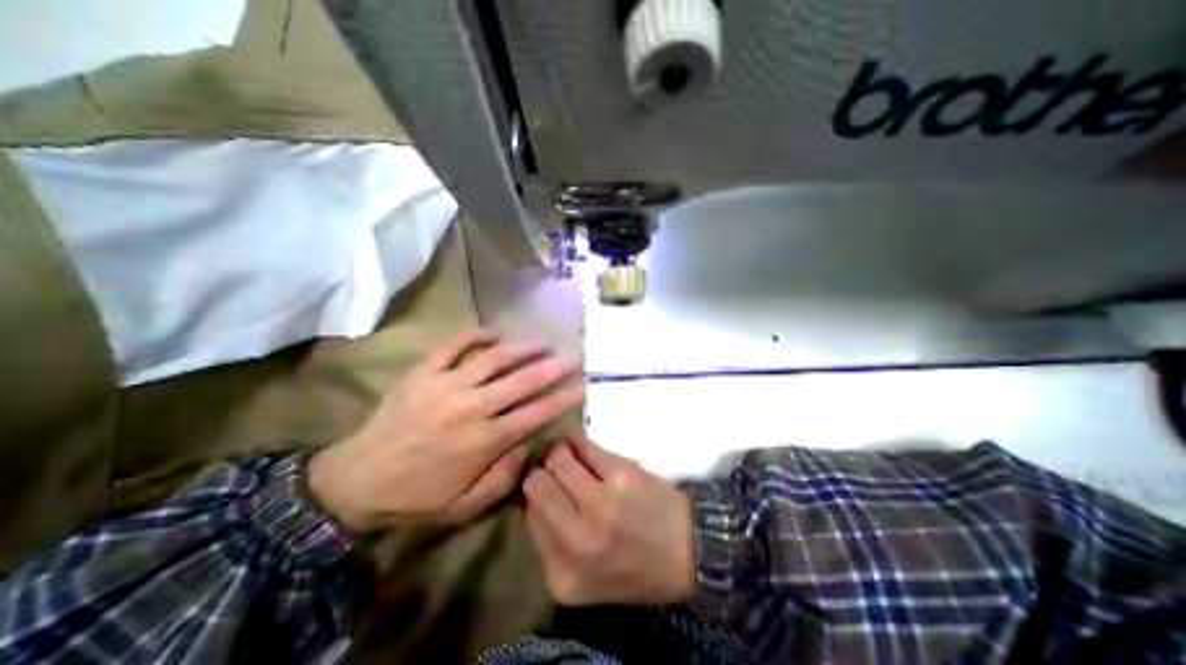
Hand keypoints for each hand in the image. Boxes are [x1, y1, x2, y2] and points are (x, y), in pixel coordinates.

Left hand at [304, 330, 581, 531]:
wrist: (355, 482)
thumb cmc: (416, 496)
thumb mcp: (466, 505)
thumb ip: (504, 477)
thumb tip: (526, 445)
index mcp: (484, 441)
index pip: (536, 414)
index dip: (562, 400)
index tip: (581, 387)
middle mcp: (471, 407)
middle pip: (522, 381)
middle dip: (552, 368)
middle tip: (571, 358)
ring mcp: (445, 385)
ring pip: (494, 358)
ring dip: (522, 348)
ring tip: (541, 343)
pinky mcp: (423, 373)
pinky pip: (453, 346)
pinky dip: (474, 336)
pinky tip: (492, 335)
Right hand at [521, 431, 696, 606]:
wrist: (689, 551)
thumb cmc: (634, 566)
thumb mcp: (584, 577)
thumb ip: (549, 540)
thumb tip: (525, 495)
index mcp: (564, 575)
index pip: (527, 516)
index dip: (530, 495)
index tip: (541, 485)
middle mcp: (578, 540)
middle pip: (536, 483)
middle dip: (541, 471)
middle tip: (551, 469)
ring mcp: (601, 503)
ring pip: (556, 457)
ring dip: (558, 453)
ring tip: (567, 456)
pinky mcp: (621, 474)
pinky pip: (582, 444)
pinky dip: (576, 442)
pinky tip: (580, 446)